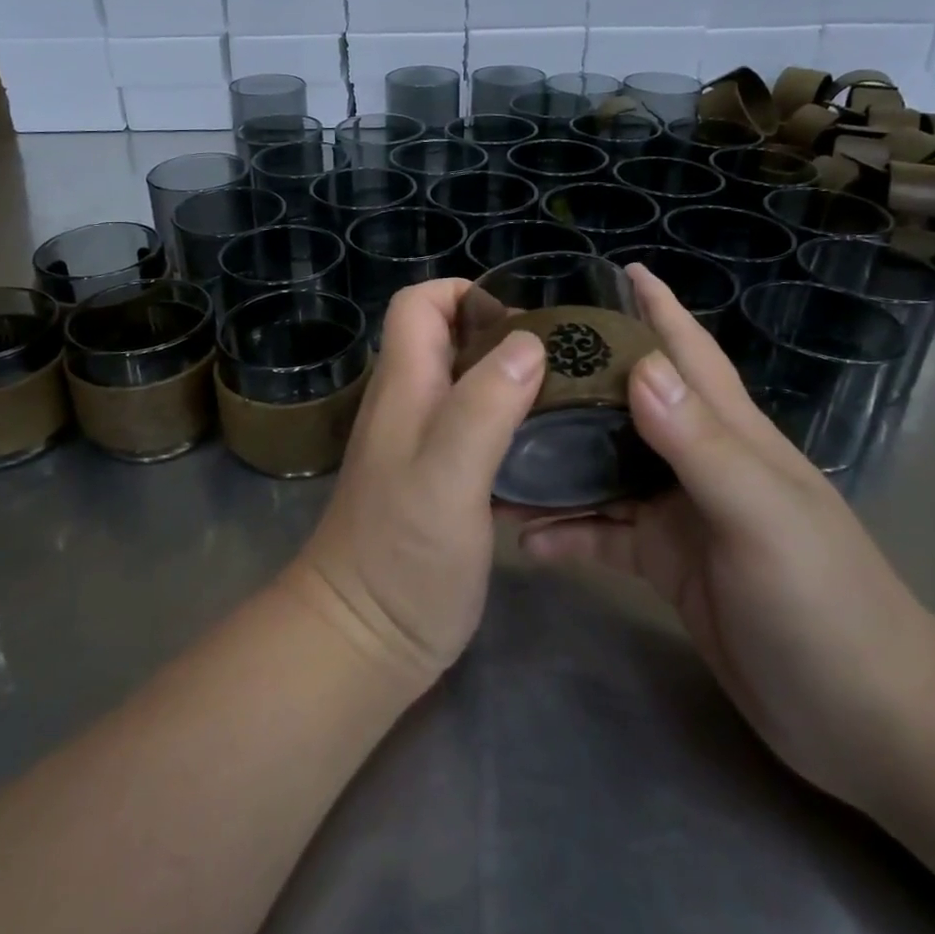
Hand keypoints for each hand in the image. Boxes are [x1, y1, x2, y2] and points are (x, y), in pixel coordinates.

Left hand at [292, 279, 545, 690]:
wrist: (363, 639)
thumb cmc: (401, 555)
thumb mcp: (447, 475)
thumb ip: (483, 405)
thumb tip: (528, 341)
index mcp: (405, 386)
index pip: (419, 304)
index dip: (465, 294)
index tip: (522, 320)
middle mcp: (410, 404)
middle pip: (449, 338)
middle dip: (503, 334)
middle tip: (565, 360)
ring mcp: (423, 443)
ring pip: (468, 383)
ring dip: (513, 379)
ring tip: (571, 397)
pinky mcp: (441, 480)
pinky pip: (479, 429)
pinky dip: (511, 424)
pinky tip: (552, 448)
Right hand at [516, 266, 934, 809]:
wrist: (867, 724)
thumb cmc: (826, 604)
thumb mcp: (762, 517)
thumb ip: (701, 443)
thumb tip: (641, 366)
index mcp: (729, 431)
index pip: (685, 349)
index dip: (652, 305)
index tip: (607, 269)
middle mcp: (697, 459)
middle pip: (625, 400)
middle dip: (576, 373)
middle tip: (510, 357)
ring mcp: (678, 511)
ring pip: (601, 466)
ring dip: (555, 458)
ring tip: (495, 447)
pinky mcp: (663, 561)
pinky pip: (601, 531)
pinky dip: (565, 530)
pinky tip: (525, 538)